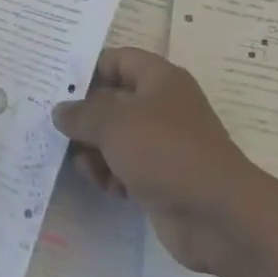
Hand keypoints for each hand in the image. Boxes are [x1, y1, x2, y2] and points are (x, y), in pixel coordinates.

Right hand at [51, 47, 251, 272]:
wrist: (218, 216)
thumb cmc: (165, 152)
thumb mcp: (113, 124)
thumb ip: (81, 114)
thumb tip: (61, 111)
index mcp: (159, 79)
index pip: (117, 60)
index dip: (88, 71)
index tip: (59, 90)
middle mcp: (163, 106)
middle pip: (112, 101)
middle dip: (86, 119)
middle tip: (60, 133)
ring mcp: (164, 144)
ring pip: (116, 138)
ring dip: (95, 152)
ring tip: (89, 168)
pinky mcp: (162, 177)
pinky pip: (126, 167)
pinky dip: (113, 175)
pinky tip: (111, 189)